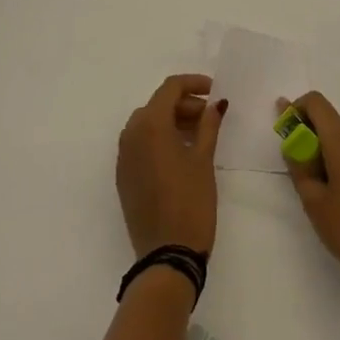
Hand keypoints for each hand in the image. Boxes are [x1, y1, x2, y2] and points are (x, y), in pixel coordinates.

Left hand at [116, 74, 225, 258]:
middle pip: (157, 105)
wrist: (166, 256)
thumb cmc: (190, 202)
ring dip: (171, 121)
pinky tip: (180, 153)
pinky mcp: (124, 176)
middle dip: (184, 104)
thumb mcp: (203, 160)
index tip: (214, 91)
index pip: (170, 88)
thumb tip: (215, 104)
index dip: (193, 84)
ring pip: (147, 124)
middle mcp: (131, 135)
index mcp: (150, 125)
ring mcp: (124, 157)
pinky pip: (140, 144)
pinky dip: (159, 138)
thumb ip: (209, 125)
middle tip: (210, 116)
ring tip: (199, 134)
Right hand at [281, 91, 339, 304]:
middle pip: (331, 123)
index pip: (316, 103)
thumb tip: (294, 144)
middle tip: (299, 171)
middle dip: (311, 138)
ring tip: (322, 192)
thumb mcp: (314, 202)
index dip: (297, 109)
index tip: (286, 130)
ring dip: (328, 154)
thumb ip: (299, 167)